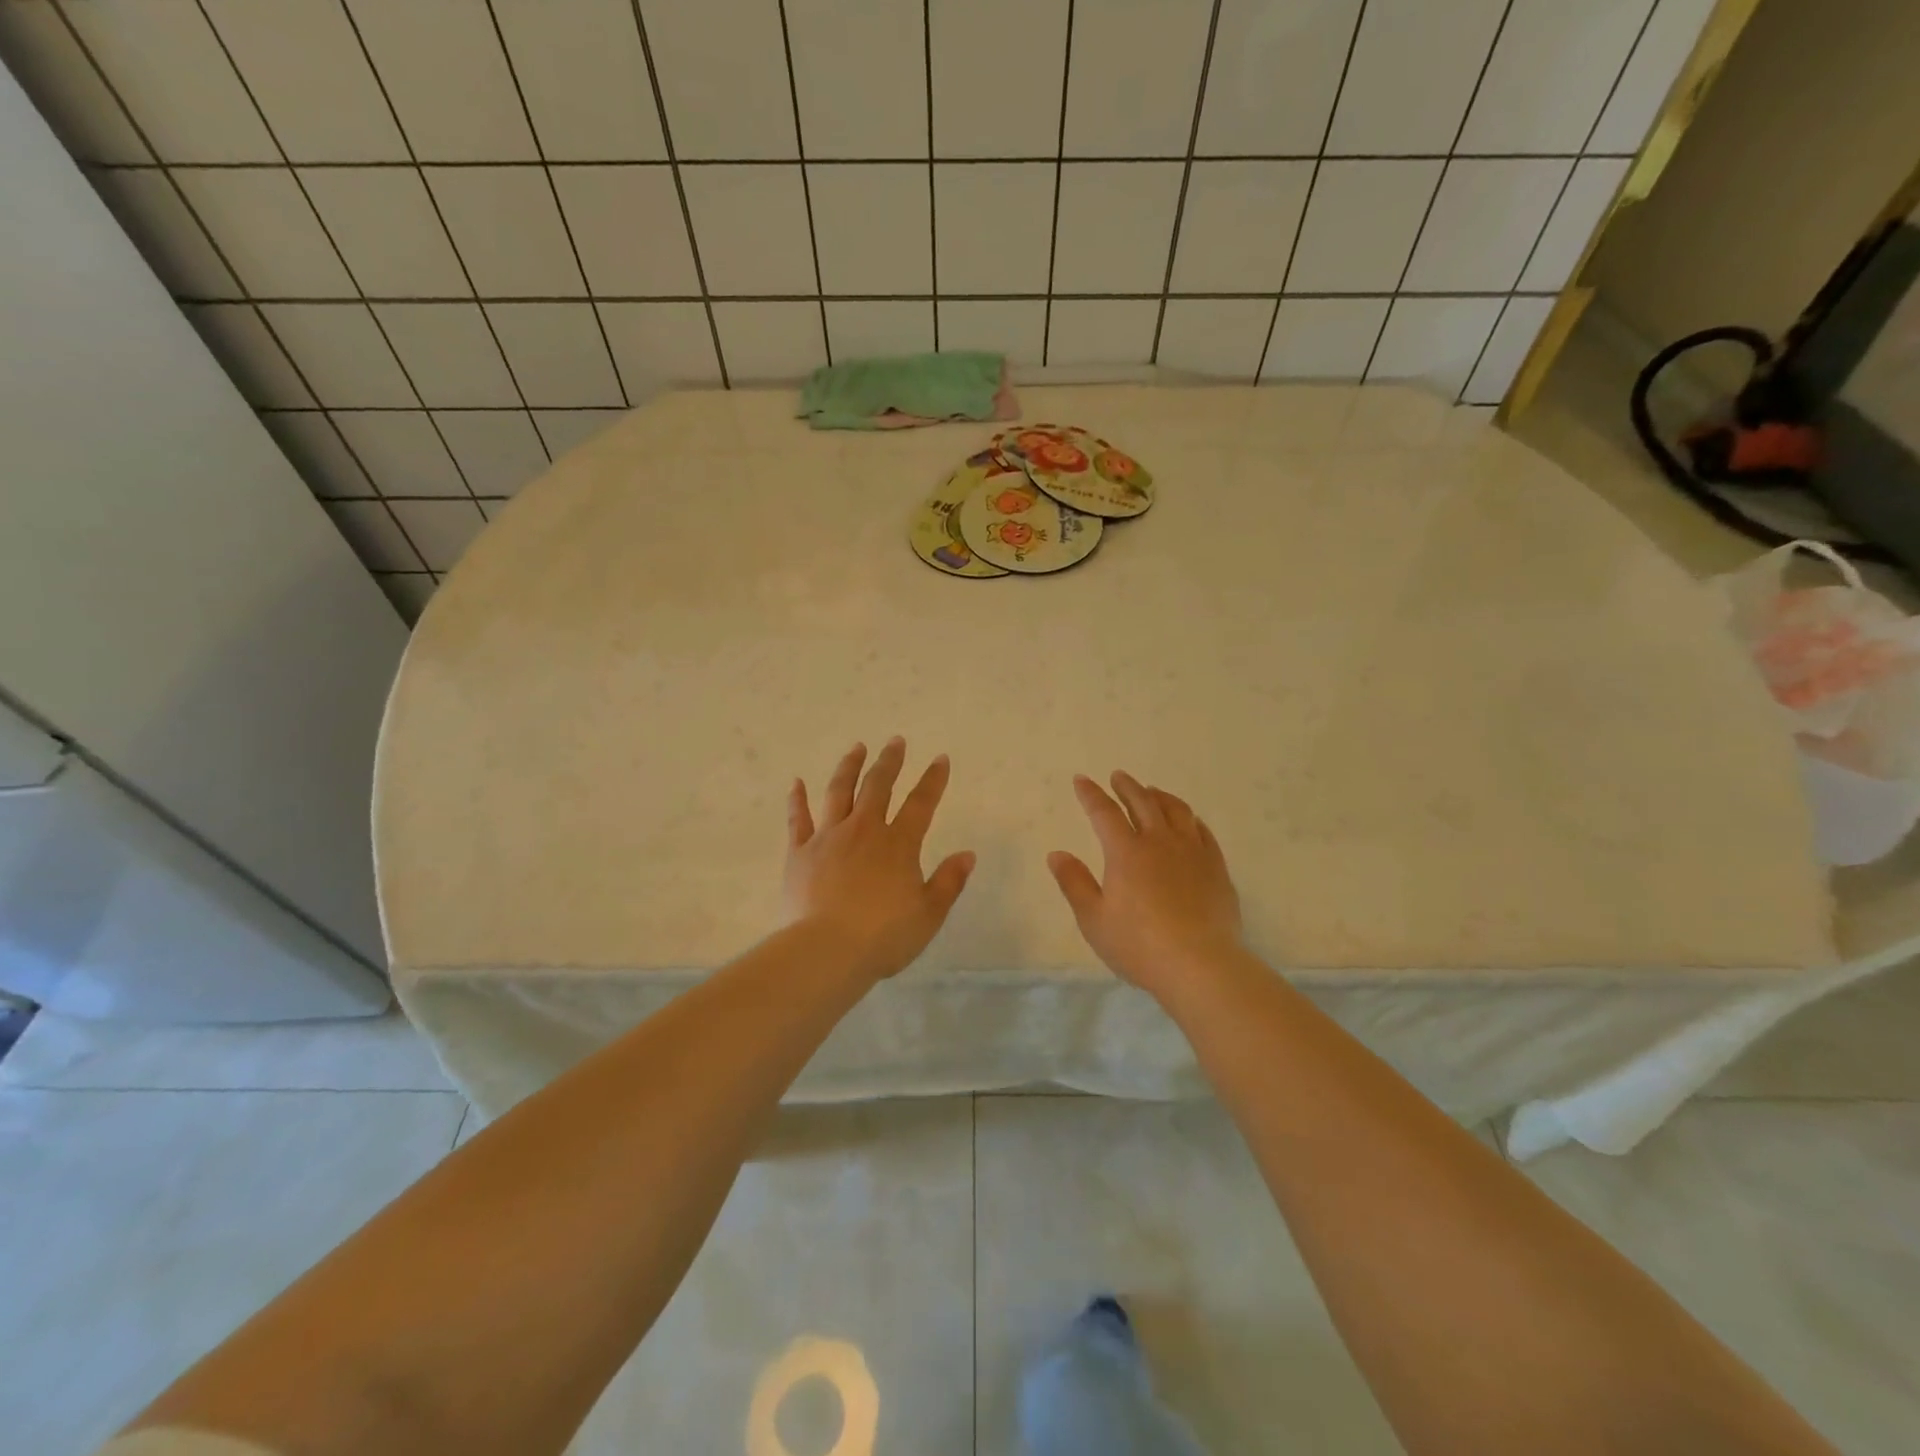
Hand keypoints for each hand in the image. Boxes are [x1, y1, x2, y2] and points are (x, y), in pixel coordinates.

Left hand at [784, 738, 976, 982]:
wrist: (825, 951)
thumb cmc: (883, 937)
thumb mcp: (928, 914)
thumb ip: (949, 882)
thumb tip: (968, 854)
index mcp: (898, 844)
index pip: (921, 804)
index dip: (933, 780)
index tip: (940, 759)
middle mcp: (864, 830)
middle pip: (878, 786)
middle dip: (890, 762)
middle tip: (895, 741)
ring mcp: (828, 838)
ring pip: (839, 792)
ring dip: (849, 767)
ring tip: (856, 748)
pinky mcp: (799, 853)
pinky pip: (798, 819)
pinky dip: (797, 799)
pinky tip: (796, 783)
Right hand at [1049, 772, 1244, 998]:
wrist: (1200, 965)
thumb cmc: (1139, 945)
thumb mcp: (1094, 919)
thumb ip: (1074, 883)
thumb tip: (1056, 854)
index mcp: (1126, 852)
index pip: (1104, 812)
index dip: (1091, 794)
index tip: (1082, 780)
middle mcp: (1159, 842)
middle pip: (1143, 803)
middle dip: (1127, 787)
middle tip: (1119, 776)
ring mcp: (1192, 852)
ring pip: (1176, 811)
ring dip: (1160, 796)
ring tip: (1152, 791)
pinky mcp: (1216, 867)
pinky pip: (1203, 831)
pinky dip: (1190, 819)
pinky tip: (1189, 821)